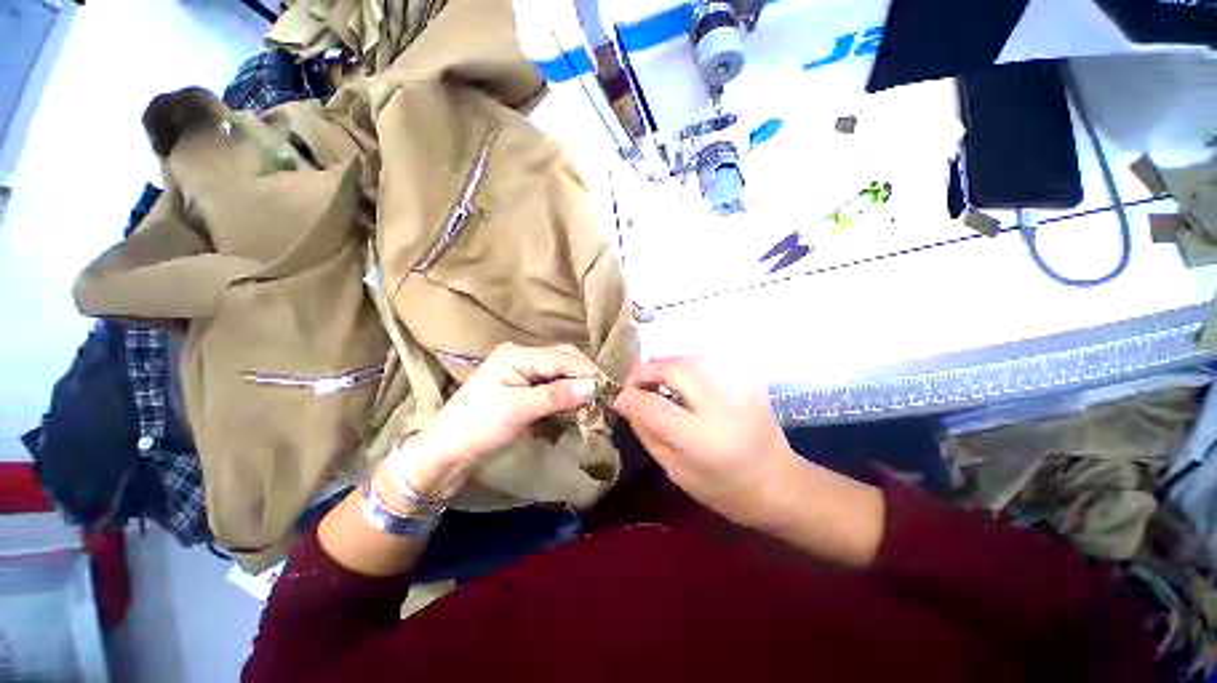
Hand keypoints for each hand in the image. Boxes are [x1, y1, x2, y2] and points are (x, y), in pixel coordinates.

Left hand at [390, 343, 602, 499]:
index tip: (610, 390)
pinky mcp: (524, 390)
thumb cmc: (477, 427)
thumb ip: (556, 395)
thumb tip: (593, 386)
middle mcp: (522, 357)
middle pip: (564, 361)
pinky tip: (577, 408)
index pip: (563, 357)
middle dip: (585, 378)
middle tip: (603, 399)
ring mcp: (523, 373)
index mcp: (517, 354)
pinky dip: (566, 398)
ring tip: (594, 406)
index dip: (588, 372)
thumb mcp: (518, 409)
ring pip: (561, 375)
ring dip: (578, 389)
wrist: (445, 454)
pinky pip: (553, 388)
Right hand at [613, 357, 797, 528]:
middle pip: (672, 369)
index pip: (652, 405)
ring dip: (664, 364)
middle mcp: (719, 405)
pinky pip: (707, 361)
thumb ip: (649, 435)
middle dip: (645, 370)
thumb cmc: (726, 490)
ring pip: (689, 358)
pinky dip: (686, 365)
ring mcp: (737, 388)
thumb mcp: (678, 473)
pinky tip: (681, 380)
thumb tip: (629, 405)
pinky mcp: (747, 381)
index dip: (629, 397)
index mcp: (701, 438)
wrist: (782, 484)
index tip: (620, 399)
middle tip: (634, 383)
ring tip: (654, 380)